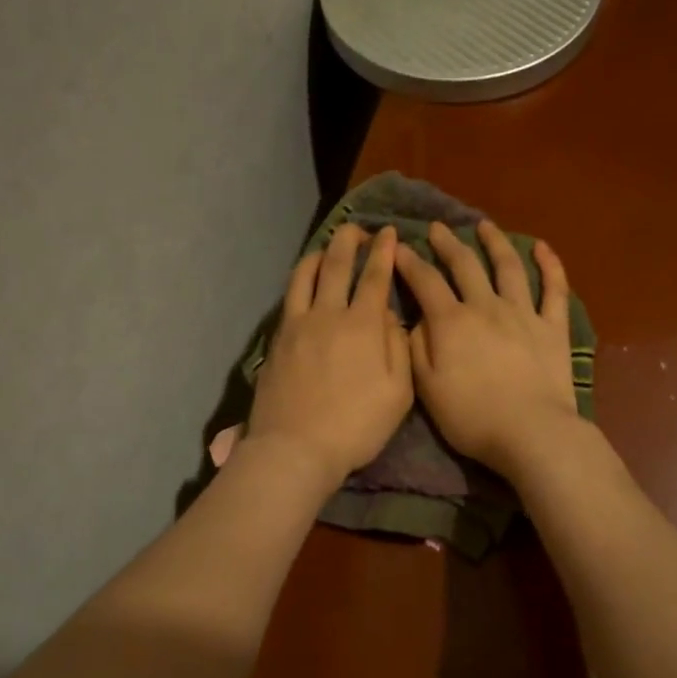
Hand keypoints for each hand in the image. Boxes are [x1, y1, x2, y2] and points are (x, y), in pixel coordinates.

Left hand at [247, 222, 412, 489]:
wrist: (295, 448)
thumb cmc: (355, 426)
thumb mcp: (398, 394)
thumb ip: (398, 348)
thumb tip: (391, 316)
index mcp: (364, 326)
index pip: (375, 277)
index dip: (384, 251)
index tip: (388, 232)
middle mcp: (329, 314)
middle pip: (338, 265)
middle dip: (350, 241)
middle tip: (358, 229)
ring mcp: (299, 324)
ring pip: (307, 274)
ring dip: (320, 253)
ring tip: (328, 246)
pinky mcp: (278, 338)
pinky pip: (289, 296)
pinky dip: (299, 278)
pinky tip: (304, 279)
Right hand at [393, 220, 578, 477]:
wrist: (531, 433)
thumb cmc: (472, 417)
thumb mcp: (426, 388)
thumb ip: (416, 348)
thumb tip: (415, 319)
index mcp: (451, 322)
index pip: (425, 281)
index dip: (409, 261)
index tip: (397, 247)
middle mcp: (486, 307)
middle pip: (464, 265)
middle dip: (447, 244)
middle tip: (437, 228)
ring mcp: (523, 314)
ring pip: (508, 267)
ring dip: (495, 243)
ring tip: (484, 226)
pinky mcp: (553, 328)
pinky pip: (554, 290)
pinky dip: (550, 265)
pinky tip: (543, 248)